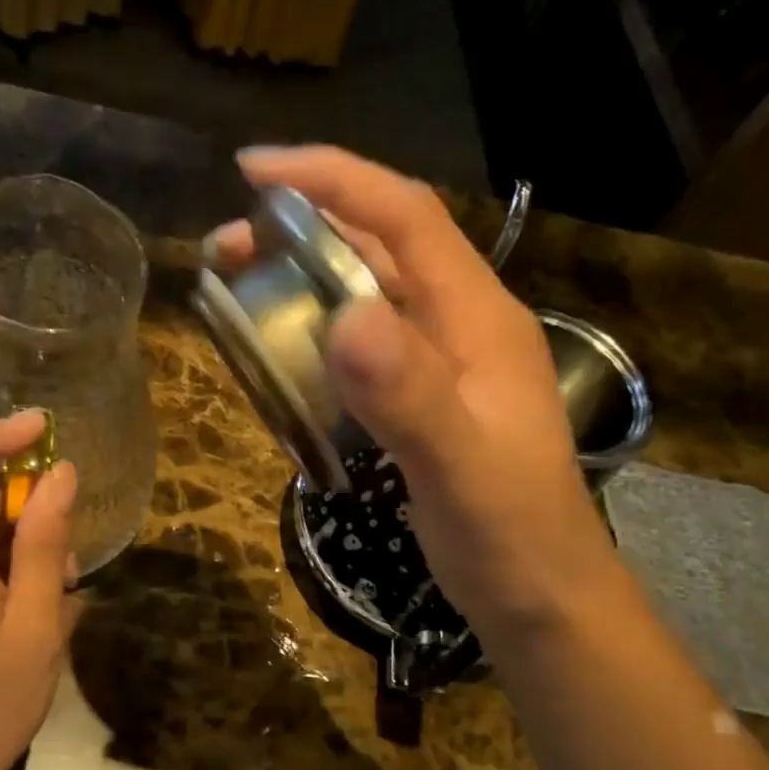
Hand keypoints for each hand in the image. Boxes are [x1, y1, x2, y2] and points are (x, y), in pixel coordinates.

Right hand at [206, 146, 623, 644]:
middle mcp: (460, 325)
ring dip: (304, 281)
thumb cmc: (510, 535)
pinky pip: (363, 346)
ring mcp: (442, 364)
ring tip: (240, 291)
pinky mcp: (423, 401)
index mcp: (477, 317)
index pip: (405, 217)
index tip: (253, 171)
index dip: (332, 180)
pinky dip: (317, 333)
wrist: (542, 598)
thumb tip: (343, 316)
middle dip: (301, 232)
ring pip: (367, 295)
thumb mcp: (460, 468)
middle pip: (378, 248)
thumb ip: (410, 394)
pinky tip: (283, 356)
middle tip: (226, 249)